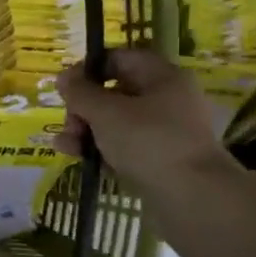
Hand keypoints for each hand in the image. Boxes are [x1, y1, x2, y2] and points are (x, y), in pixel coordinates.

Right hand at [55, 48, 230, 198]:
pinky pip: (124, 146)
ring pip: (116, 122)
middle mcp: (167, 99)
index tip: (65, 87)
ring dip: (86, 130)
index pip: (119, 59)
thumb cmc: (148, 142)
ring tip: (64, 146)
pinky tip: (77, 158)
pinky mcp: (159, 160)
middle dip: (83, 107)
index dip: (88, 69)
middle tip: (69, 124)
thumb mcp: (106, 112)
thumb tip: (63, 78)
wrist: (191, 198)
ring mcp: (165, 132)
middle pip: (114, 92)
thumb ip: (80, 93)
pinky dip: (100, 149)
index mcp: (163, 77)